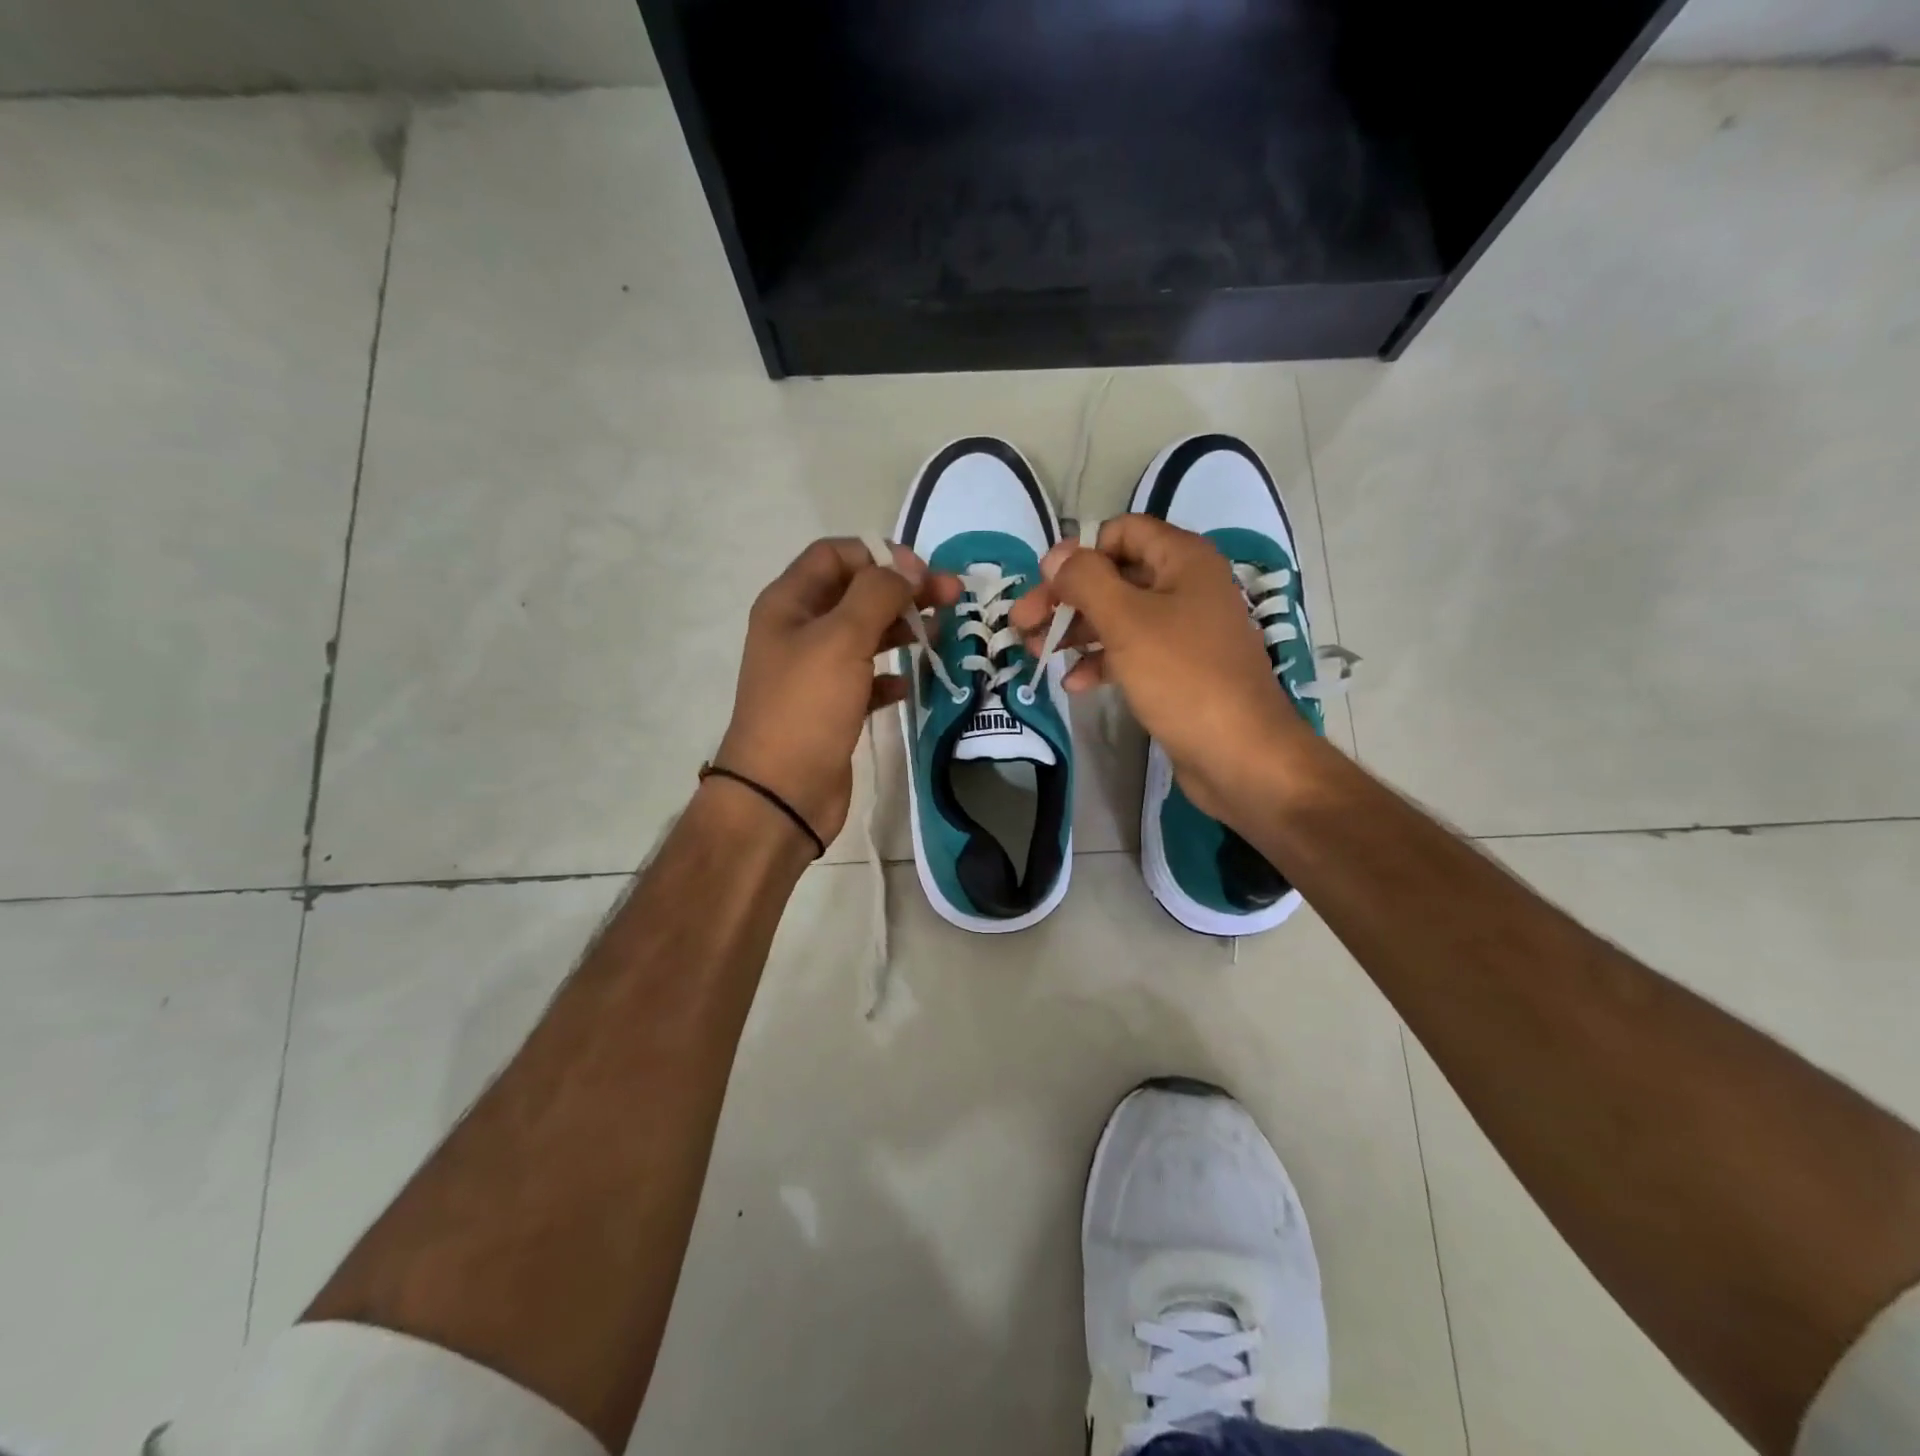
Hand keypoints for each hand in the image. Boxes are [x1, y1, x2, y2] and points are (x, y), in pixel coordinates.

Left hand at [715, 538, 958, 848]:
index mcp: (789, 604)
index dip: (879, 554)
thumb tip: (908, 567)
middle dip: (902, 590)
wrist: (781, 794)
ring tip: (941, 634)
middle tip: (950, 598)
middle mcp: (799, 631)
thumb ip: (877, 594)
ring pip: (865, 636)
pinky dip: (890, 676)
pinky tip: (909, 685)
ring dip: (901, 629)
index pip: (835, 555)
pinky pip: (866, 680)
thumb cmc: (807, 708)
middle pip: (856, 593)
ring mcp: (815, 672)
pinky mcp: (832, 708)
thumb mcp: (841, 639)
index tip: (922, 572)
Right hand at [1010, 514, 1307, 820]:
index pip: (1120, 533)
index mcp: (1182, 560)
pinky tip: (1074, 684)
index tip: (1043, 585)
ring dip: (1075, 631)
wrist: (1240, 754)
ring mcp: (1183, 630)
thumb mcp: (1127, 621)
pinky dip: (1100, 662)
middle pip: (1113, 576)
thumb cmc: (1183, 677)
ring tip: (1036, 653)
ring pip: (1117, 616)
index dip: (1078, 553)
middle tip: (1022, 625)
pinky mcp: (1177, 669)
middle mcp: (1185, 586)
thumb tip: (1056, 555)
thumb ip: (1086, 580)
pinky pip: (1130, 652)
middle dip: (1066, 598)